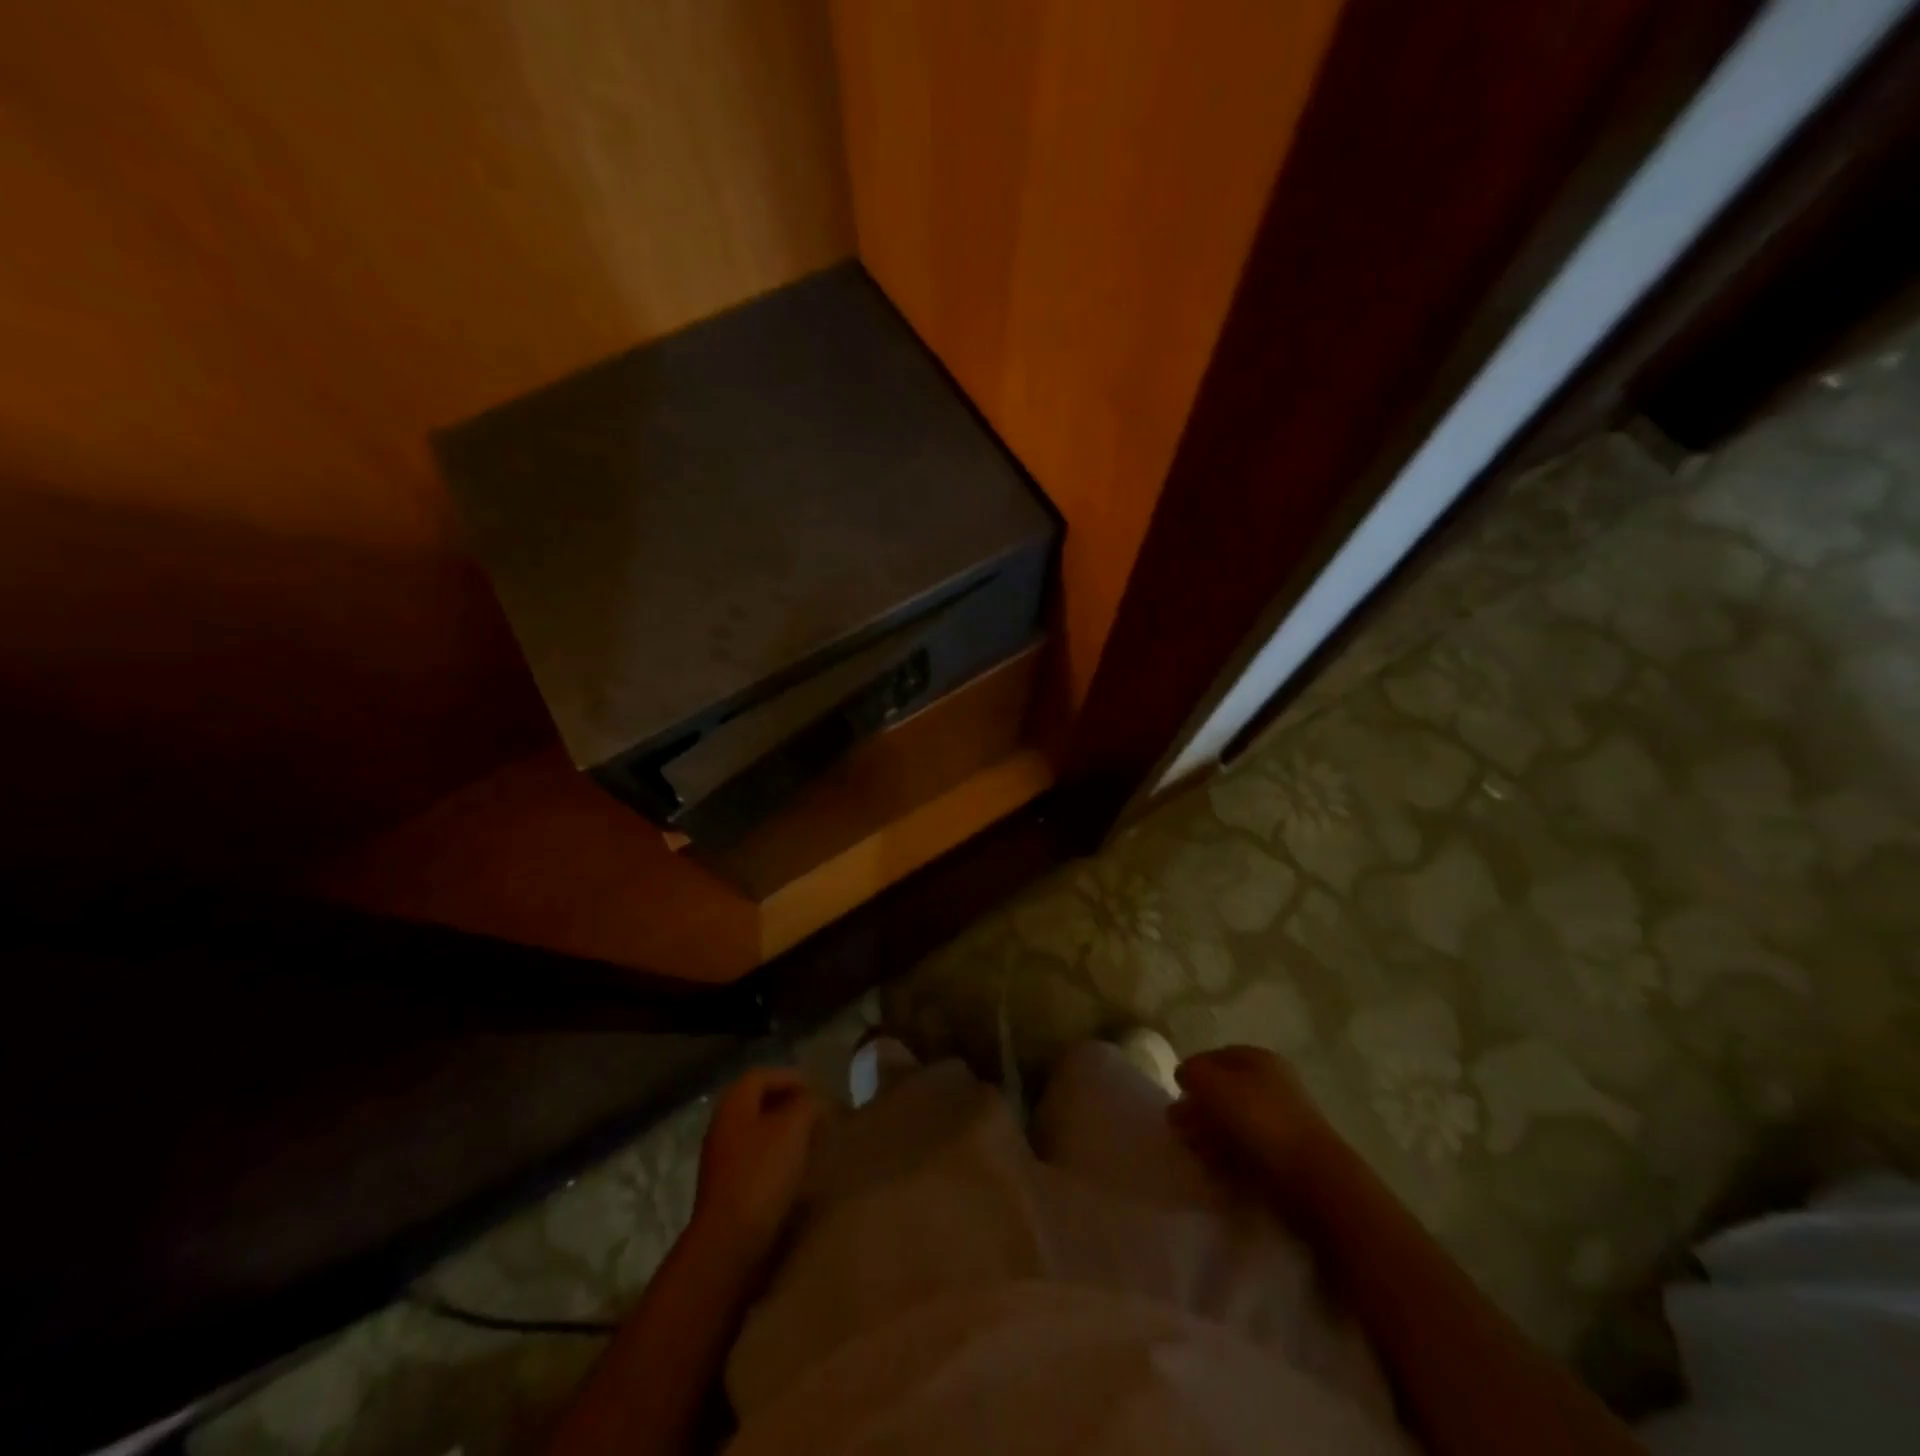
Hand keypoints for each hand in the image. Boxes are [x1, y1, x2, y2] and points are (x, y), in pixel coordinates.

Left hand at [691, 1067, 821, 1263]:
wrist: (730, 1243)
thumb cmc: (762, 1174)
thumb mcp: (793, 1127)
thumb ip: (806, 1103)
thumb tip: (812, 1102)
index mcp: (734, 1104)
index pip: (762, 1075)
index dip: (790, 1077)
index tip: (818, 1091)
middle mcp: (723, 1127)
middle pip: (759, 1104)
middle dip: (790, 1106)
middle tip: (818, 1115)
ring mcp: (722, 1161)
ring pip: (759, 1134)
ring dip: (785, 1134)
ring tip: (813, 1143)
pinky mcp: (729, 1190)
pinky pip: (757, 1161)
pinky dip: (778, 1159)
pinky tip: (798, 1172)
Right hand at [1170, 1046, 1339, 1195]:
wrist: (1313, 1180)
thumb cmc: (1260, 1120)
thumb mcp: (1213, 1084)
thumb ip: (1192, 1072)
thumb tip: (1184, 1075)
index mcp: (1259, 1060)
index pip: (1216, 1057)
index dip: (1193, 1071)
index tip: (1175, 1092)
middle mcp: (1271, 1086)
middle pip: (1224, 1092)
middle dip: (1198, 1108)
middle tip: (1177, 1126)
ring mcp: (1279, 1124)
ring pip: (1233, 1124)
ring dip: (1208, 1135)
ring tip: (1191, 1151)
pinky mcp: (1283, 1160)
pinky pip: (1245, 1153)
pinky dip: (1226, 1159)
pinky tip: (1212, 1169)